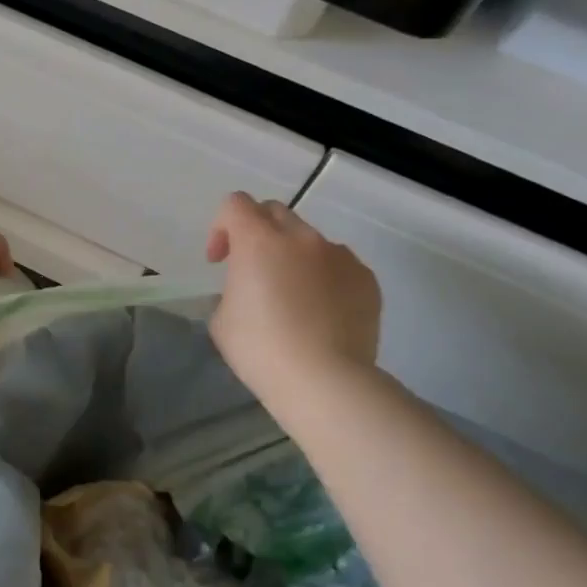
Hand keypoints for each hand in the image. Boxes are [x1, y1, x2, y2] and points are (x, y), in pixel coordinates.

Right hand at [206, 192, 380, 409]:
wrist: (325, 381)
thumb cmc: (261, 350)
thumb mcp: (222, 319)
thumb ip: (233, 289)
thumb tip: (250, 289)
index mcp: (259, 241)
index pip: (235, 205)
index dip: (221, 227)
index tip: (220, 262)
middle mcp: (301, 238)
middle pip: (275, 212)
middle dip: (258, 232)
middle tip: (252, 270)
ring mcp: (339, 255)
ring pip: (310, 240)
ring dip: (294, 257)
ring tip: (293, 298)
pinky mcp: (366, 278)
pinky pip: (338, 265)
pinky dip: (324, 278)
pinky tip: (321, 314)